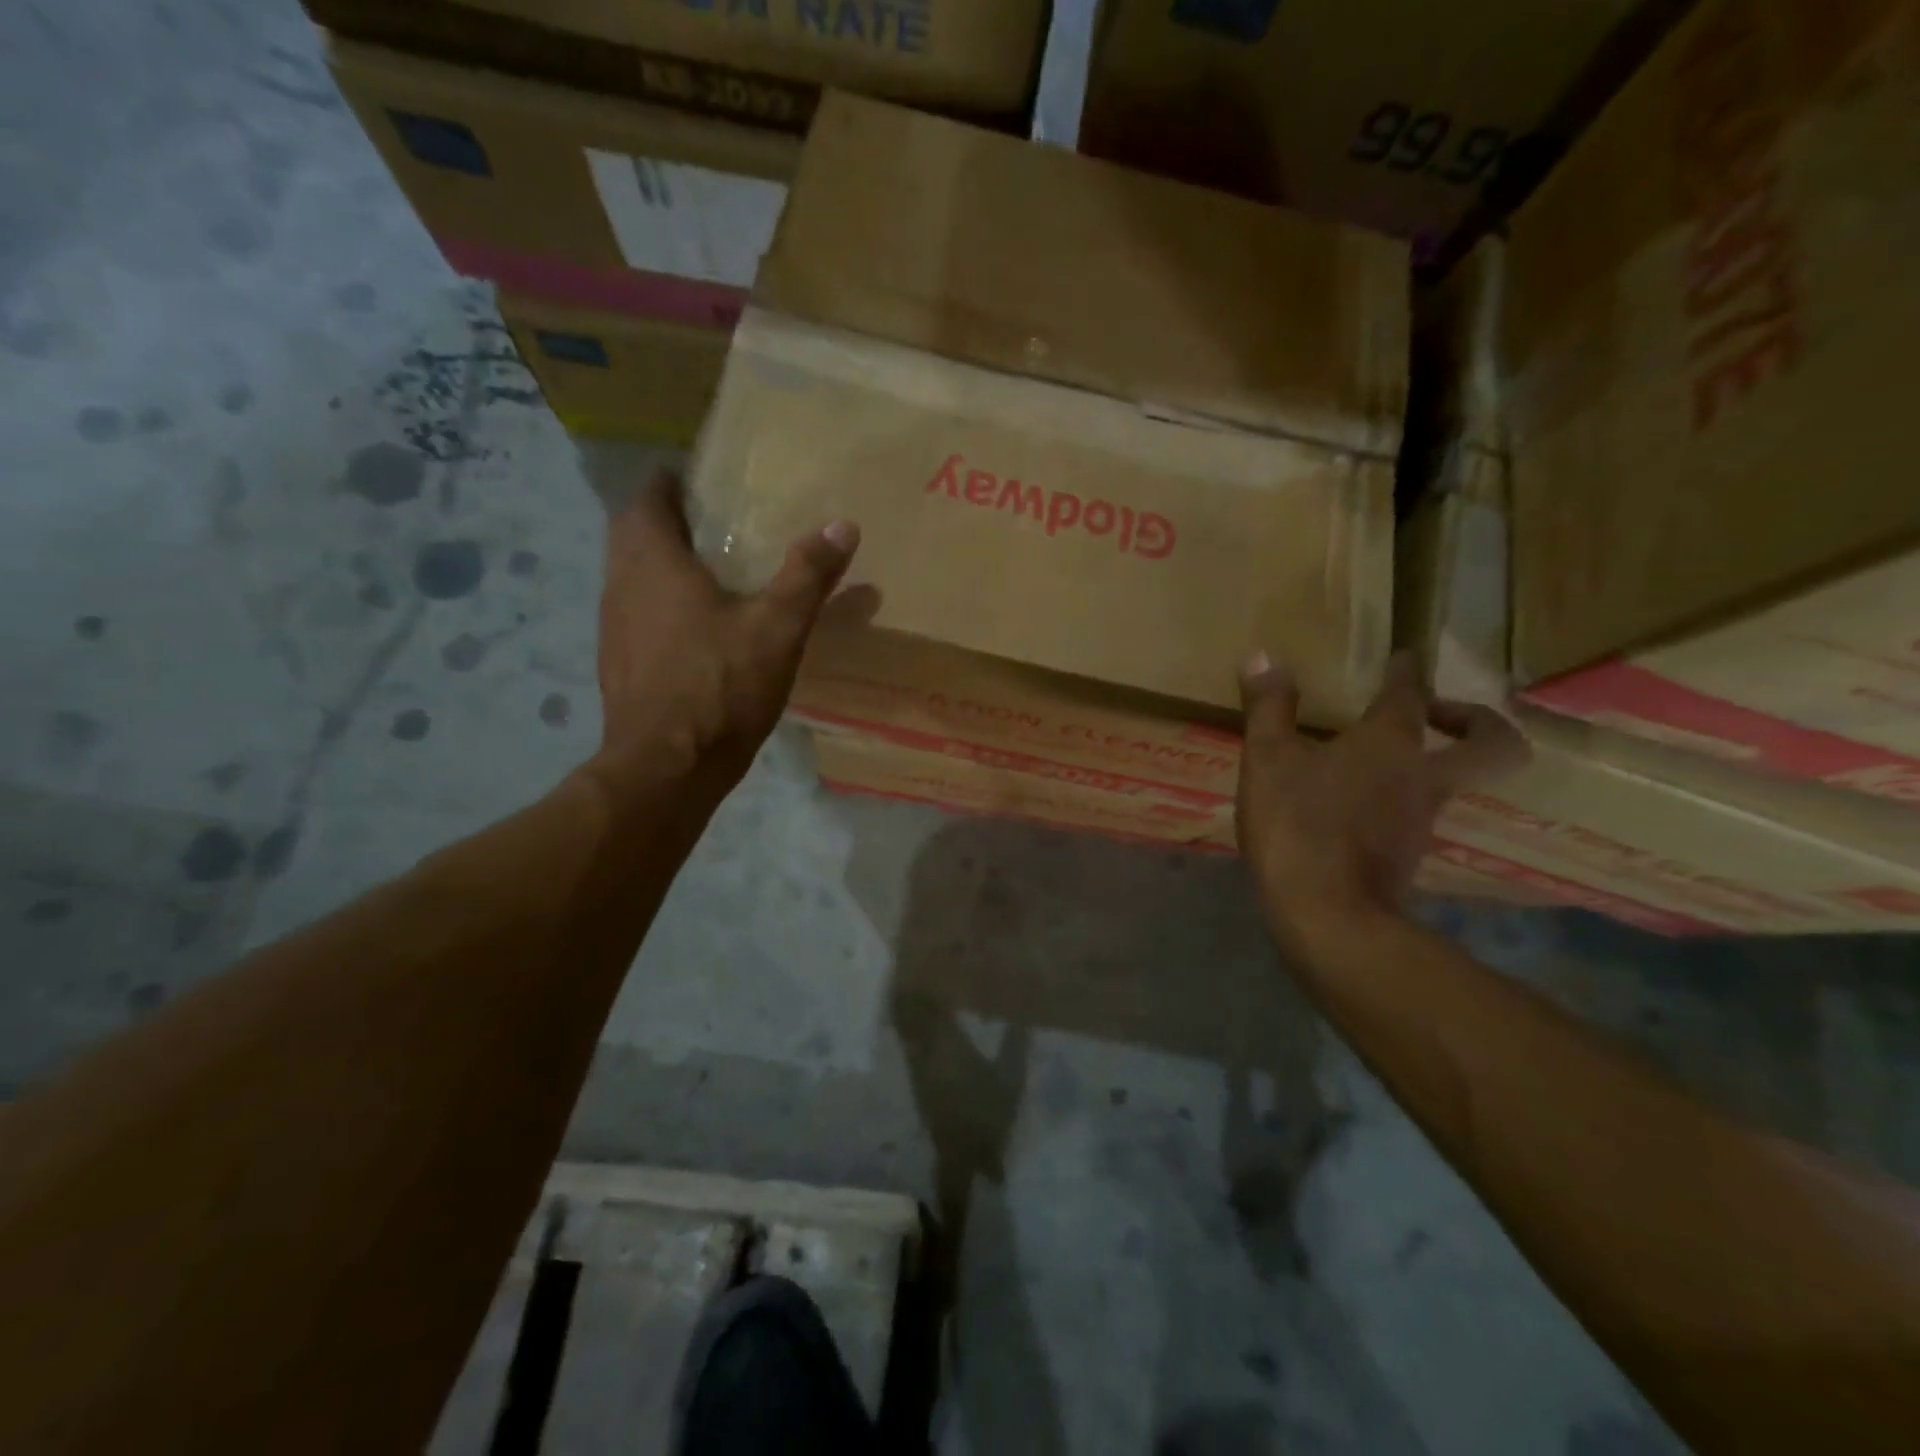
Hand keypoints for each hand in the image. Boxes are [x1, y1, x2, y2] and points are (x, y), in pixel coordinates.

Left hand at [588, 469, 857, 805]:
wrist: (666, 768)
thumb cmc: (720, 687)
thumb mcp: (777, 628)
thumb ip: (808, 575)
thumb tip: (843, 525)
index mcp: (653, 561)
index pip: (648, 497)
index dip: (672, 482)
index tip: (704, 483)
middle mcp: (621, 584)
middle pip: (633, 533)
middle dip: (666, 521)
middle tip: (714, 524)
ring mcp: (613, 627)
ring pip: (631, 576)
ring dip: (660, 565)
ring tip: (709, 572)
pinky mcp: (617, 664)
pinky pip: (635, 614)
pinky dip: (659, 606)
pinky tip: (695, 630)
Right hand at [1236, 652, 1526, 948]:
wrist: (1328, 916)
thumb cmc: (1298, 824)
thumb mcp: (1268, 758)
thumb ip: (1269, 707)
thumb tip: (1262, 654)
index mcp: (1390, 743)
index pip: (1410, 693)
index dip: (1407, 671)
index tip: (1405, 657)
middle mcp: (1421, 778)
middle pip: (1492, 745)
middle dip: (1478, 722)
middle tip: (1437, 713)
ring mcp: (1420, 821)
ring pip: (1449, 781)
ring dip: (1427, 763)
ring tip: (1373, 758)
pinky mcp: (1405, 856)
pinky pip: (1414, 814)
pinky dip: (1395, 800)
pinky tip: (1350, 805)